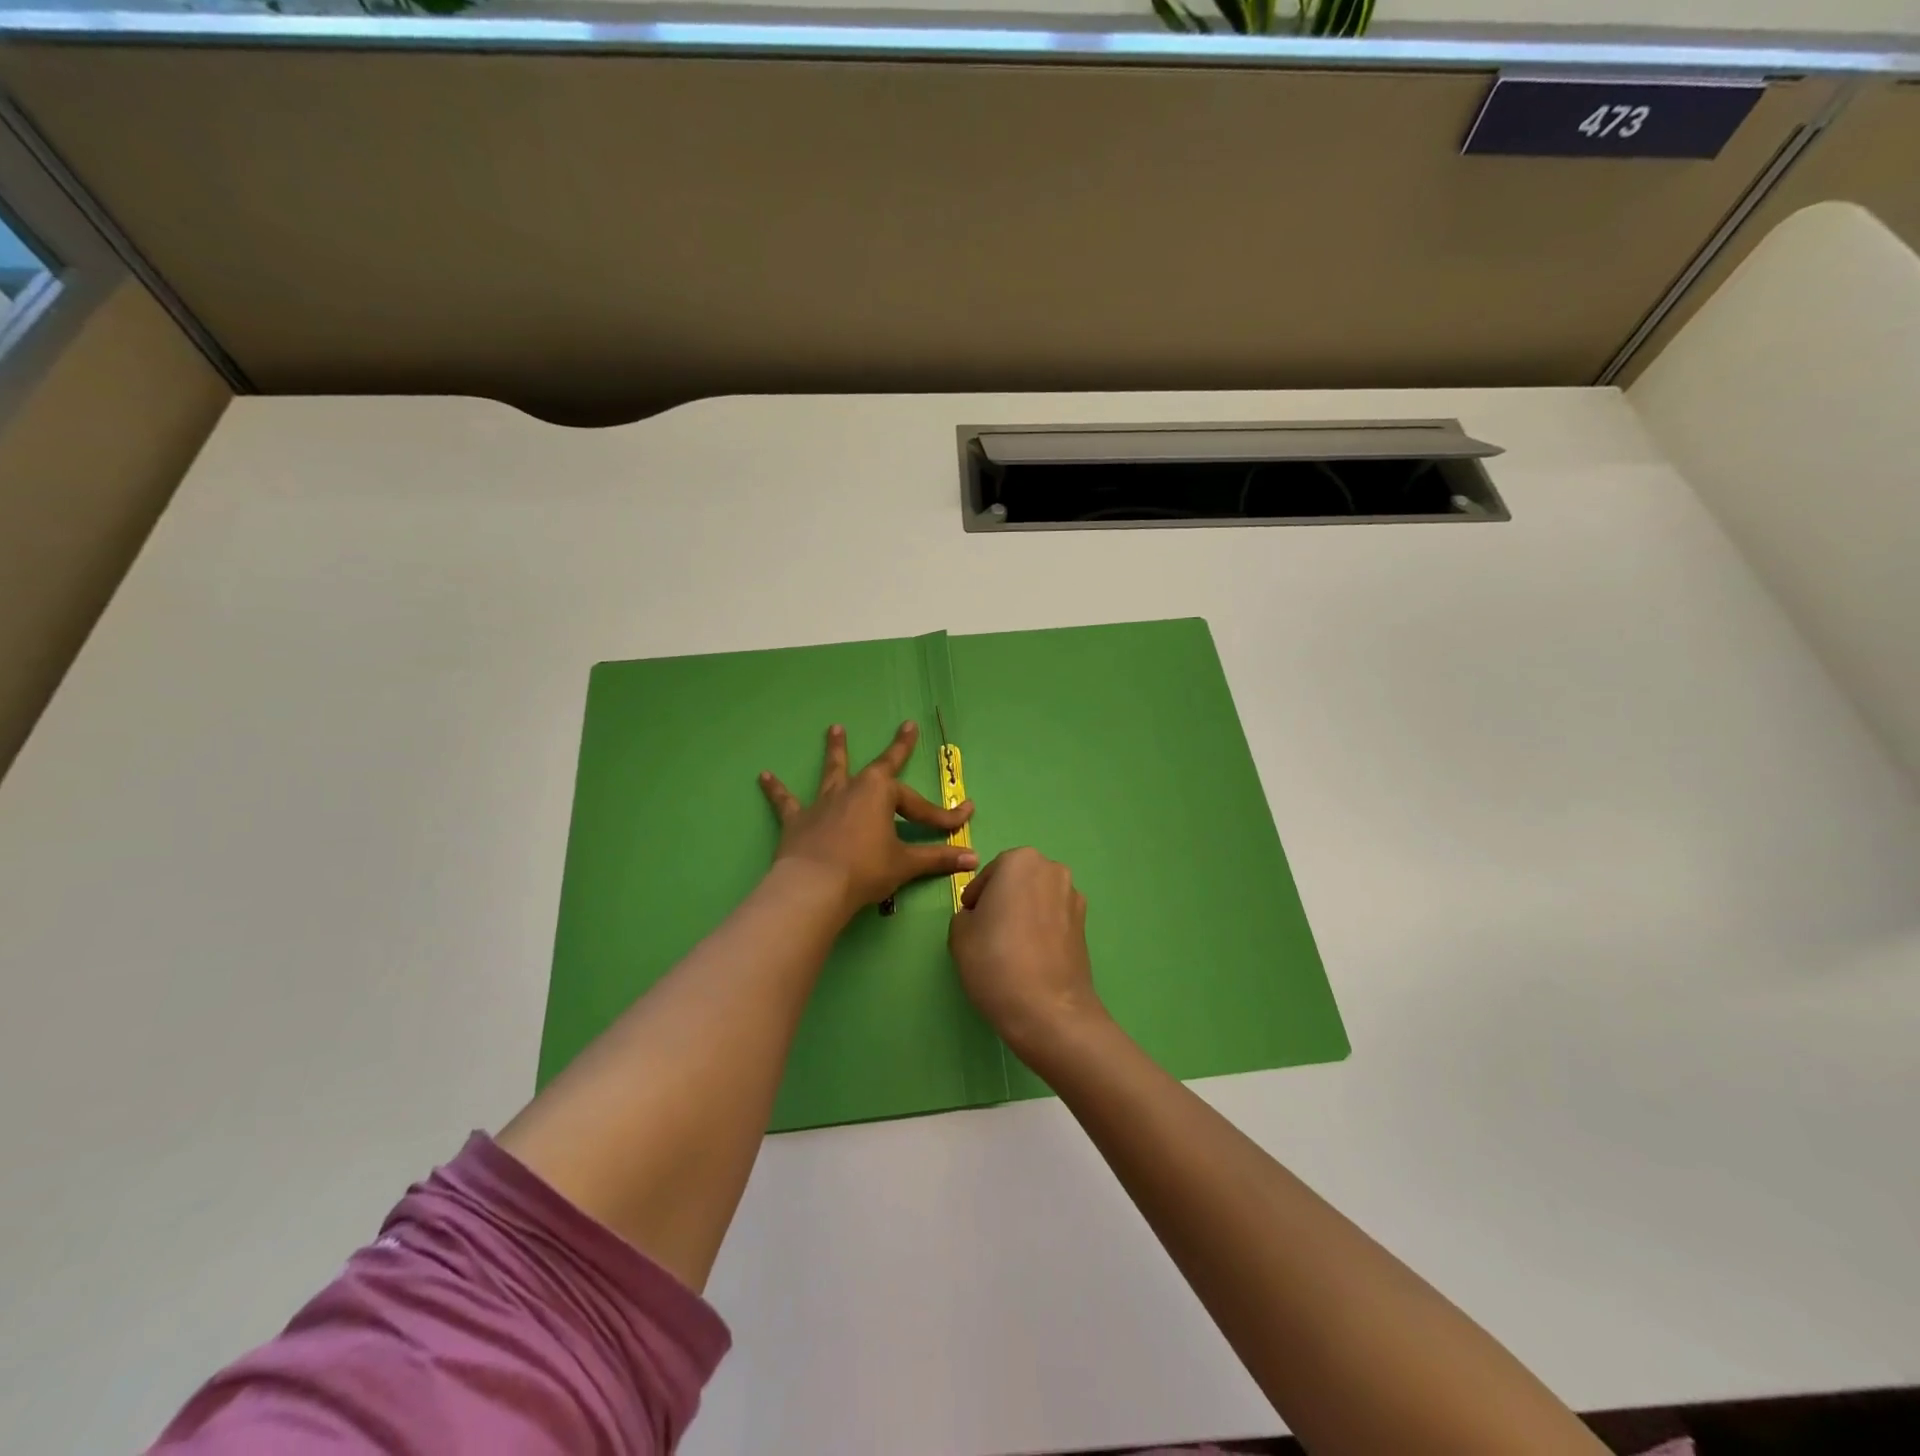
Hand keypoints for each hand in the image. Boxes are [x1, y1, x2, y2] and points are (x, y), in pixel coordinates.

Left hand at [760, 721, 976, 919]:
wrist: (814, 888)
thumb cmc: (865, 871)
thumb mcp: (905, 864)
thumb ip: (938, 859)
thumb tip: (973, 858)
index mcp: (881, 794)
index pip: (920, 806)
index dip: (943, 816)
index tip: (964, 819)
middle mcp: (853, 789)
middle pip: (880, 767)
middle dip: (898, 748)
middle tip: (906, 727)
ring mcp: (823, 802)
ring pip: (833, 771)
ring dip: (836, 750)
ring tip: (834, 729)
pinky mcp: (798, 820)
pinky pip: (786, 802)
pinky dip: (776, 790)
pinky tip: (763, 776)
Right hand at [948, 847, 1106, 1059]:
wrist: (1048, 1010)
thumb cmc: (996, 961)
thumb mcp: (959, 933)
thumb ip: (965, 914)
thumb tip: (981, 917)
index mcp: (1020, 861)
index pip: (989, 874)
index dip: (975, 898)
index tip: (969, 920)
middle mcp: (1052, 870)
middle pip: (1017, 881)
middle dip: (1002, 900)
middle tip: (987, 932)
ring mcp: (1074, 898)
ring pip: (1038, 899)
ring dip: (1024, 914)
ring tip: (1010, 948)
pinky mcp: (1085, 926)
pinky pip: (1054, 919)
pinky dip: (1041, 930)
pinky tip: (1030, 958)